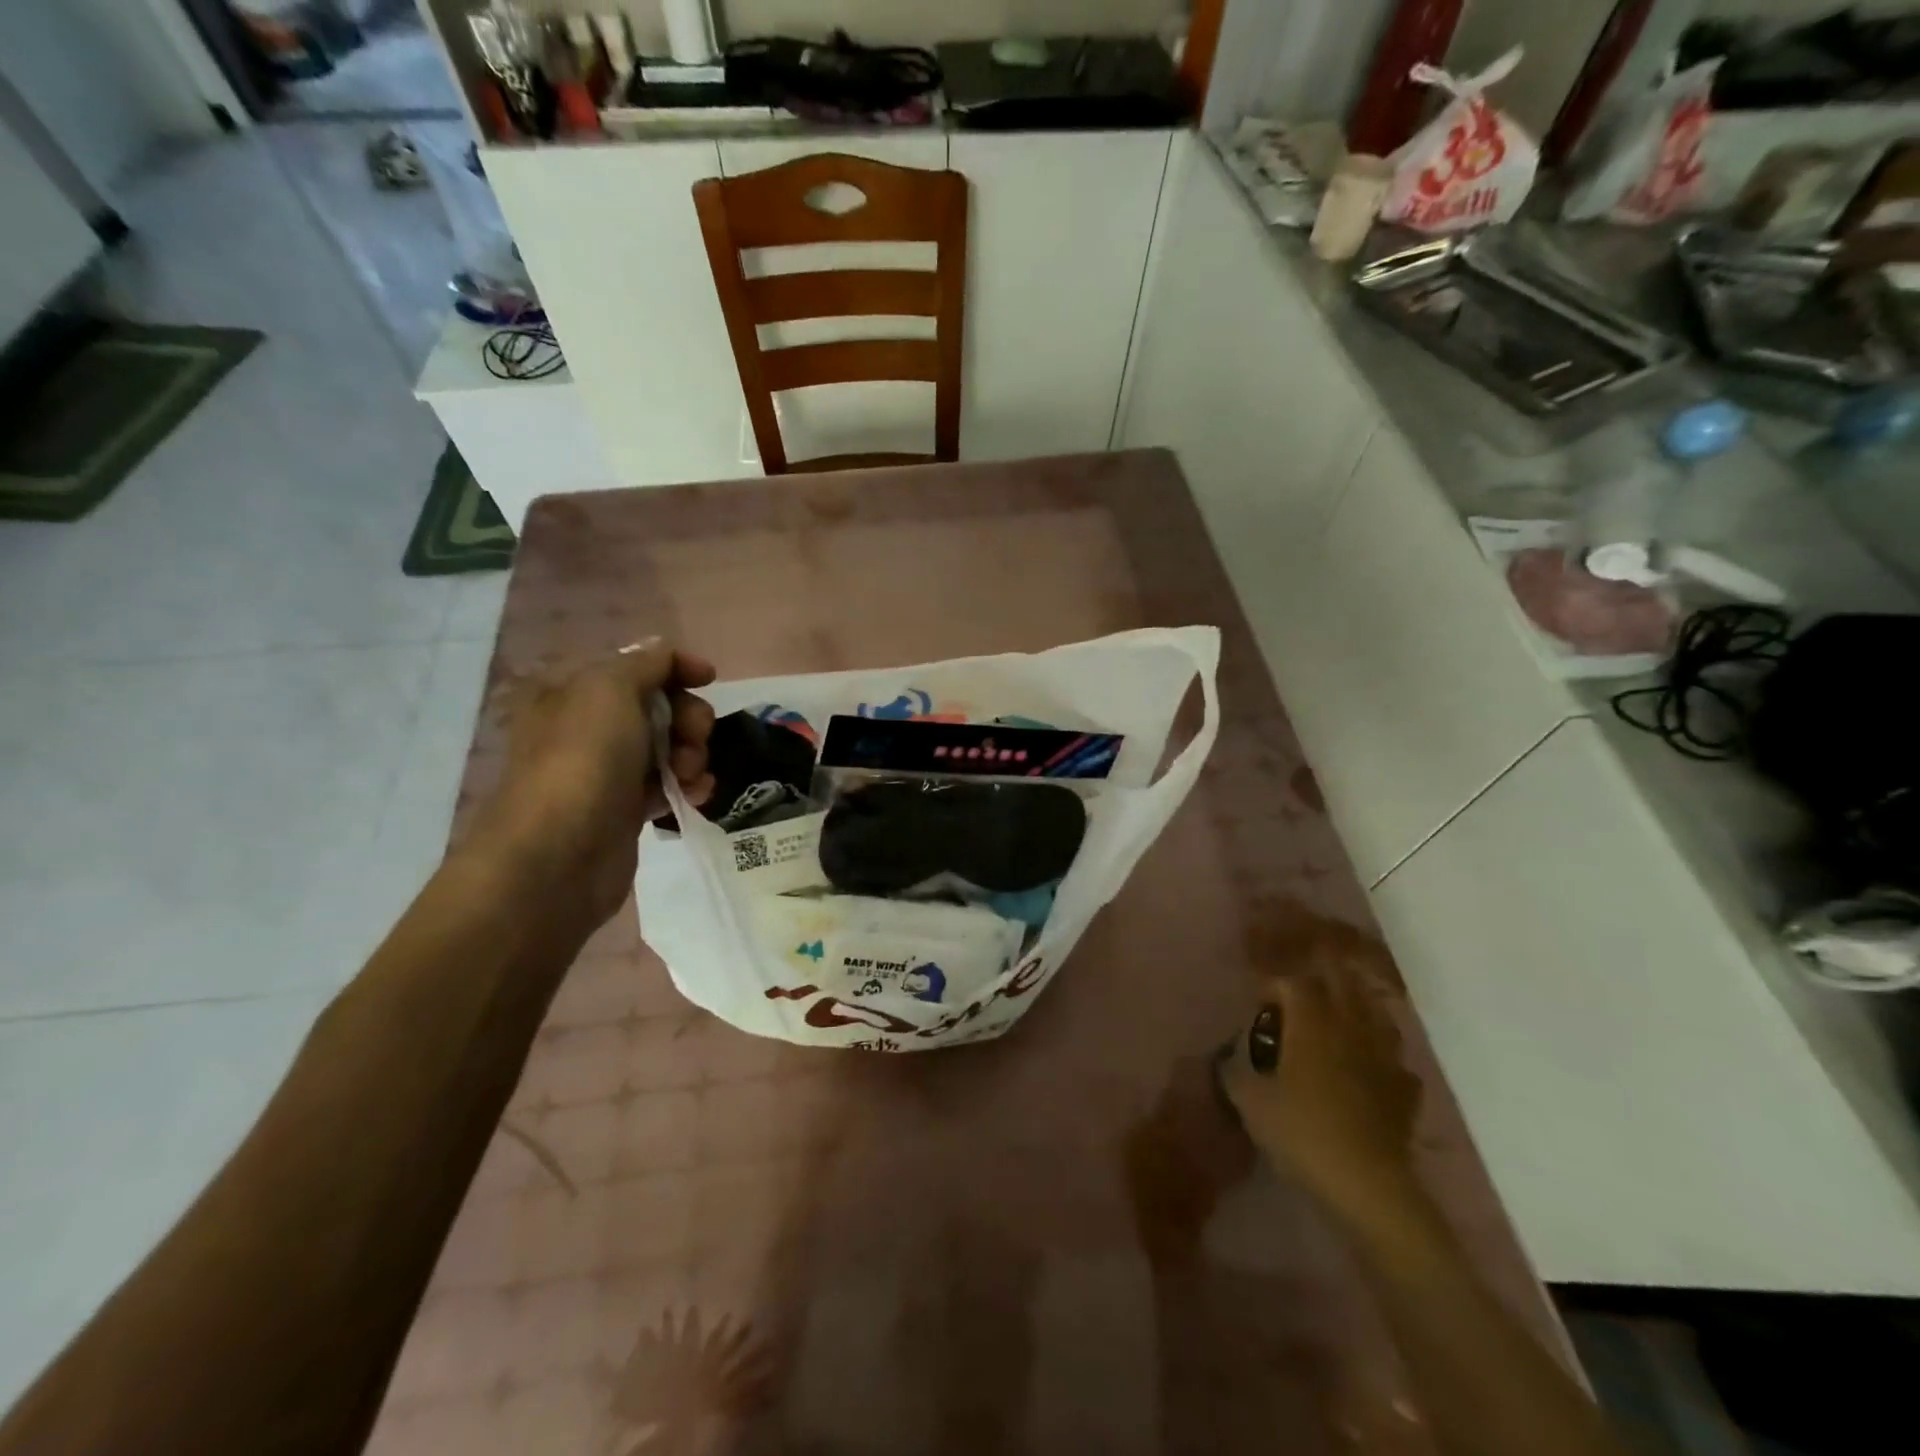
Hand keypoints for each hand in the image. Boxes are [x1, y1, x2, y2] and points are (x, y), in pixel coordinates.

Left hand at [471, 640, 715, 920]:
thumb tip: (669, 656)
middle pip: (660, 706)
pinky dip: (688, 785)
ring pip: (669, 747)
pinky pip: (668, 785)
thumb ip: (646, 664)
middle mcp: (588, 726)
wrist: (560, 853)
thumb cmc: (584, 759)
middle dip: (688, 718)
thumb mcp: (610, 688)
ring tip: (690, 775)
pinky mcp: (624, 809)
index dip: (676, 667)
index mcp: (574, 691)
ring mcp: (606, 770)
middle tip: (692, 738)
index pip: (637, 665)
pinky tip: (696, 795)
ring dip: (692, 755)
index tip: (709, 679)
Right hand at [1222, 932, 1423, 1226]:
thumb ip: (1234, 1072)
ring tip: (1339, 1023)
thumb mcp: (1250, 1102)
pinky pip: (1395, 1060)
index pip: (1293, 981)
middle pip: (1342, 983)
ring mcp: (1383, 1057)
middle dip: (1321, 980)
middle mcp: (1349, 1027)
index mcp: (1310, 1023)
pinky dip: (1381, 1058)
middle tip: (1301, 997)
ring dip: (1357, 1011)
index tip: (1259, 1005)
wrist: (1367, 1183)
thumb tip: (1226, 1059)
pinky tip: (1370, 1072)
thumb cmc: (1302, 1131)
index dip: (1274, 986)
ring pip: (1376, 1015)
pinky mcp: (1405, 1090)